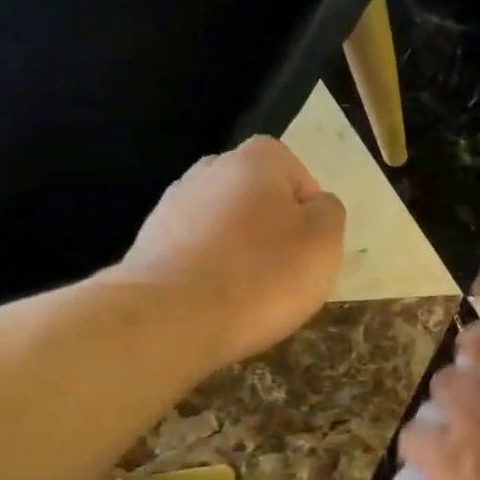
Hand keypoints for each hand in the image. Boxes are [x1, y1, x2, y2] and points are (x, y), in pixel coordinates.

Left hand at [110, 137, 345, 364]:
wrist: (173, 318)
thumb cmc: (264, 274)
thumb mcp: (324, 242)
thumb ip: (329, 212)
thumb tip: (315, 206)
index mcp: (254, 161)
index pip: (293, 168)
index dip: (308, 205)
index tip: (313, 243)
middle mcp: (208, 171)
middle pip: (255, 194)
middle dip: (273, 224)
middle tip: (288, 267)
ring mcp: (172, 207)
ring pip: (224, 223)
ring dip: (241, 248)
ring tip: (254, 290)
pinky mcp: (150, 245)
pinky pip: (197, 250)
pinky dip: (213, 269)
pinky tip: (220, 300)